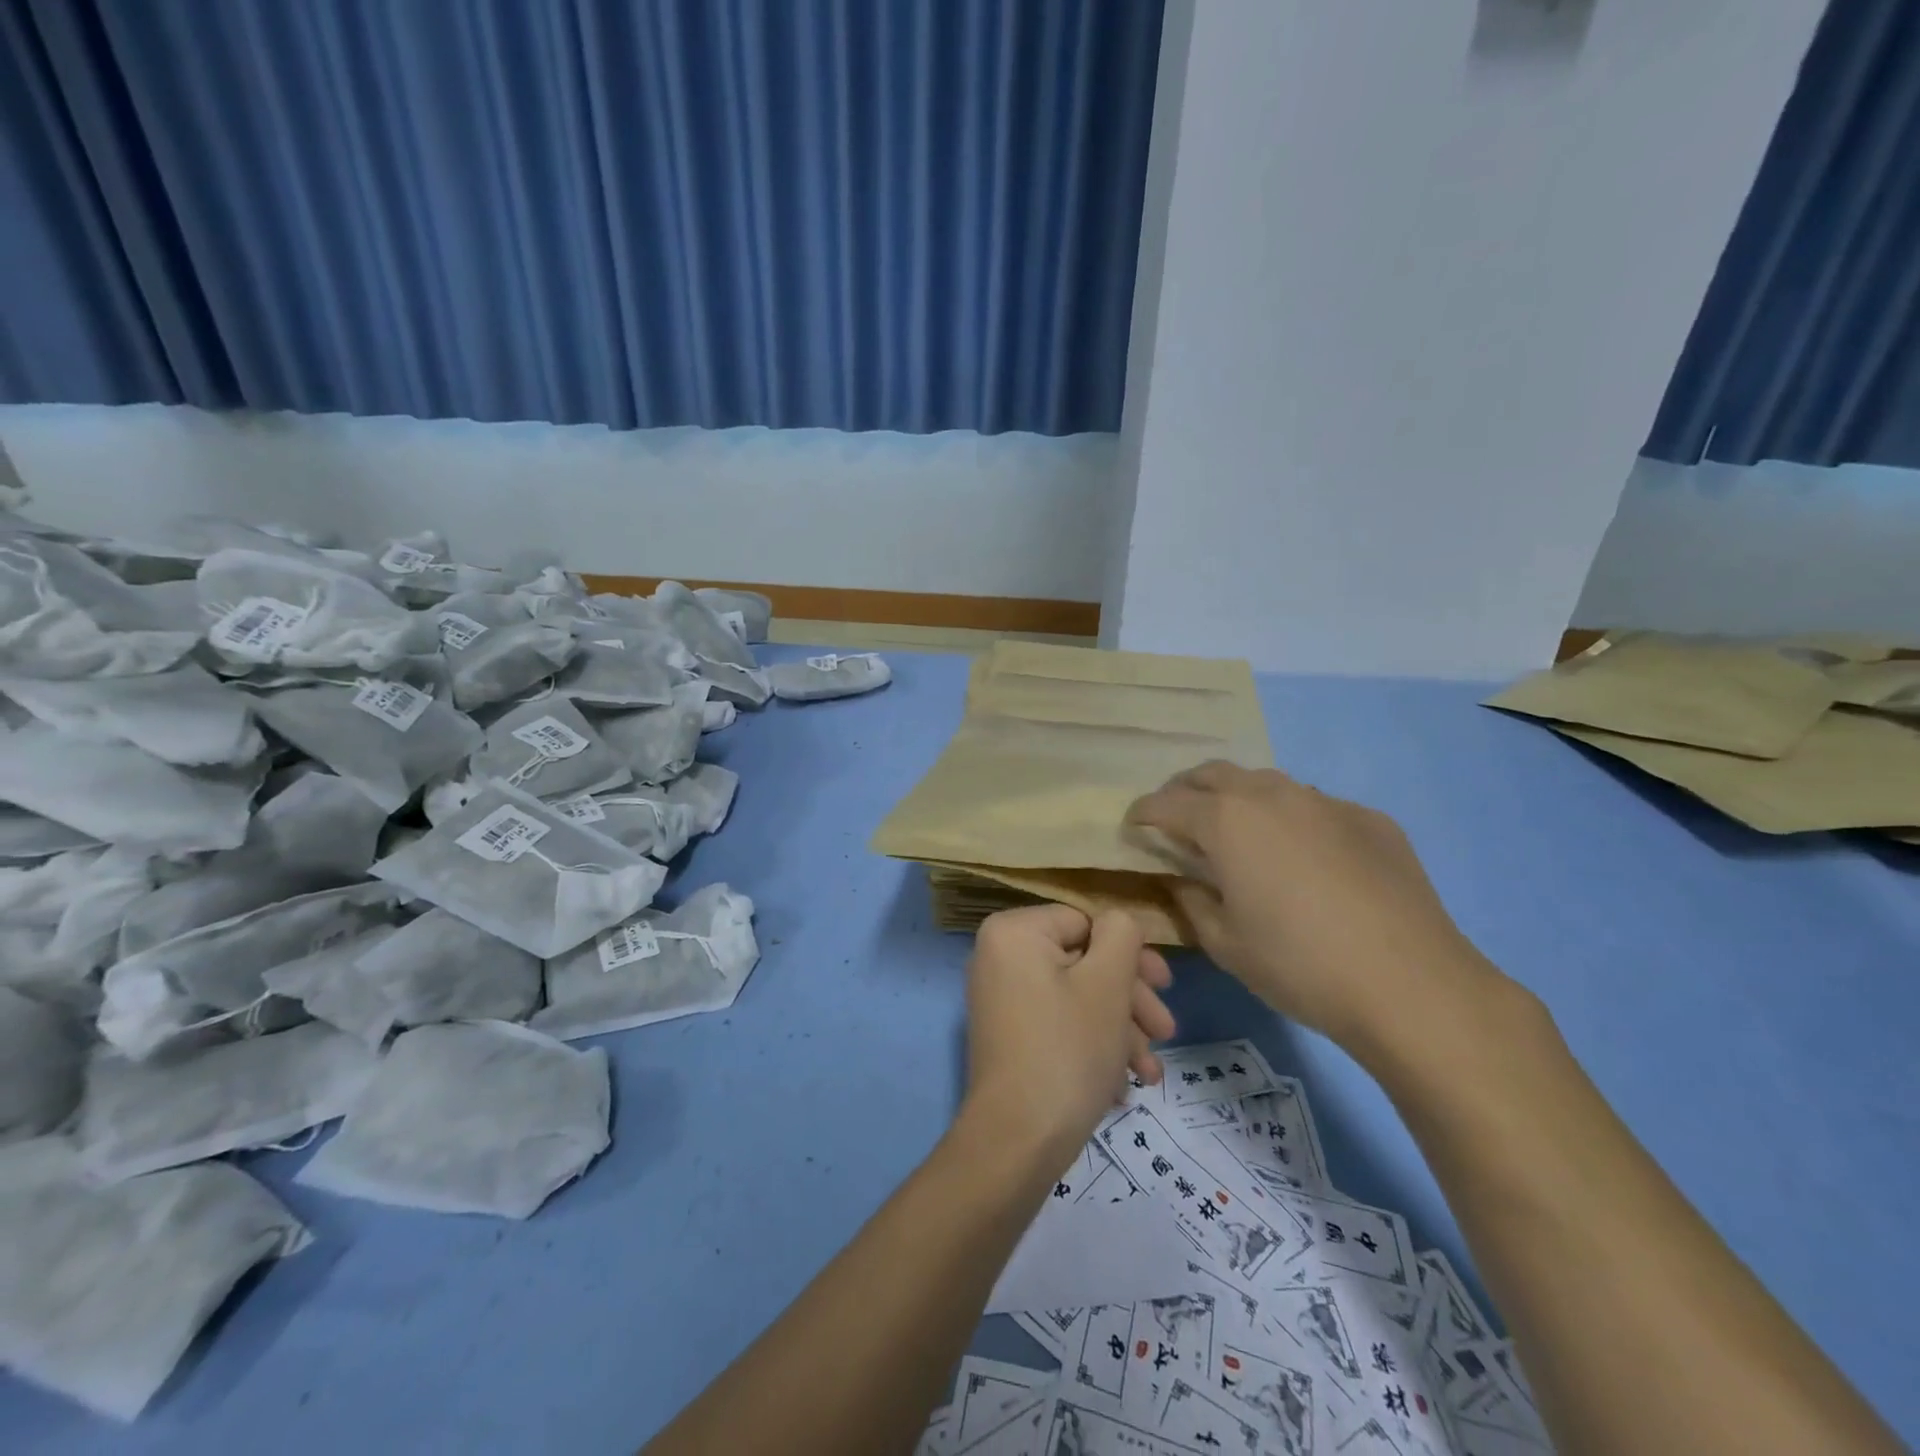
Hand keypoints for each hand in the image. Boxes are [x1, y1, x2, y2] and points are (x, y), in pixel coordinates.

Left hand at [961, 905, 1175, 1165]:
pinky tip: (1123, 1085)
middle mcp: (999, 957)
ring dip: (1119, 1030)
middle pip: (1082, 963)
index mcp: (1013, 932)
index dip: (1130, 954)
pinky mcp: (1008, 1036)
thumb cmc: (1068, 1049)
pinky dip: (1092, 1046)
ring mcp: (1001, 999)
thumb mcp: (1107, 983)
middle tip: (1166, 1030)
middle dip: (1130, 999)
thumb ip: (1121, 935)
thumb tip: (1117, 922)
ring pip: (1076, 998)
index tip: (1165, 985)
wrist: (1018, 1141)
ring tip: (1150, 1072)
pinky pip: (1058, 1024)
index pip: (1085, 922)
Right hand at [1126, 762, 1504, 1055]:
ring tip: (1237, 832)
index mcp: (1226, 821)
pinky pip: (1315, 806)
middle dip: (1186, 790)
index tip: (1133, 824)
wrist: (1411, 984)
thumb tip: (1181, 878)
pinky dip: (1291, 819)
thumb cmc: (1298, 964)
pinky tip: (1304, 856)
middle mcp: (1271, 795)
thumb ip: (1191, 900)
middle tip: (1177, 817)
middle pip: (1214, 774)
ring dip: (1239, 798)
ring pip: (1267, 783)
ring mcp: (1325, 802)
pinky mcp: (1369, 819)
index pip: (1167, 803)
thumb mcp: (1224, 943)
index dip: (1143, 812)